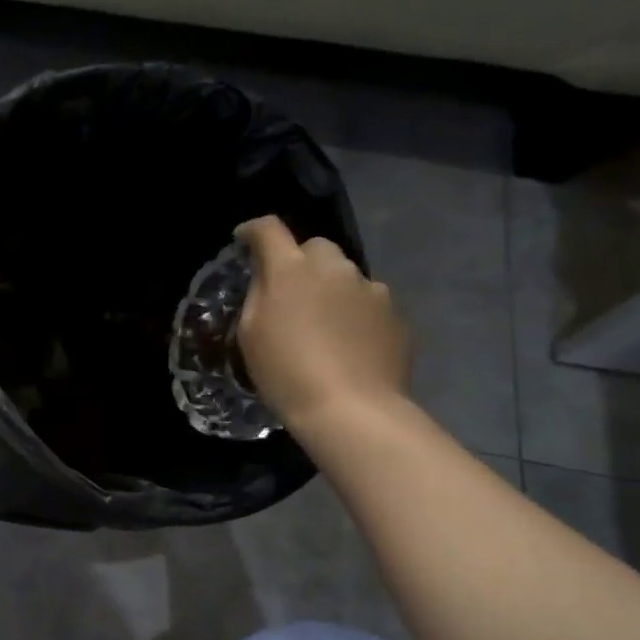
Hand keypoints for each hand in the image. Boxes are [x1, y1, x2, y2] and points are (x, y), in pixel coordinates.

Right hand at [235, 215, 410, 429]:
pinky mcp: (395, 312)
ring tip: (324, 326)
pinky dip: (355, 314)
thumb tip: (268, 277)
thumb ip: (258, 295)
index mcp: (291, 270)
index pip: (269, 230)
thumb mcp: (251, 335)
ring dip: (331, 289)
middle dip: (300, 262)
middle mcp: (334, 267)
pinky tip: (350, 344)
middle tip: (291, 294)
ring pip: (345, 275)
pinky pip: (368, 302)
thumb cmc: (286, 374)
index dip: (254, 231)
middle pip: (314, 247)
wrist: (351, 409)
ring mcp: (370, 288)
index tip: (245, 240)